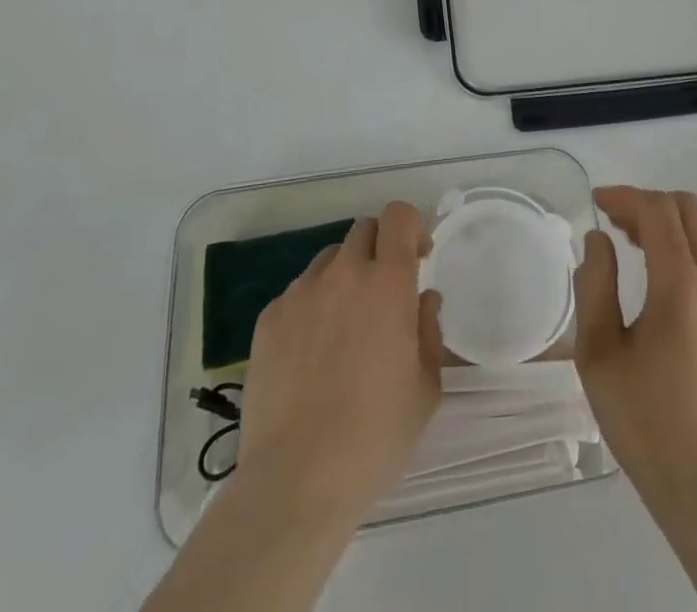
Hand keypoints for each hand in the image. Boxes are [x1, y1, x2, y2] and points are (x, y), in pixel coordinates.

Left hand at [235, 202, 442, 528]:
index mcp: (387, 284)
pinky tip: (311, 354)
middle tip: (384, 293)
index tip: (418, 258)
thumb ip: (428, 332)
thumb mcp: (425, 389)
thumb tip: (422, 302)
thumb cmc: (375, 436)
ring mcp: (300, 294)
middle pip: (363, 230)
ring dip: (345, 277)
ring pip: (329, 260)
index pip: (398, 216)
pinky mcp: (268, 319)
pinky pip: (298, 294)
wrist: (296, 480)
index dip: (411, 227)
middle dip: (380, 250)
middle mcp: (343, 274)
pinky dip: (312, 307)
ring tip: (345, 325)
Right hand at [574, 186, 696, 503]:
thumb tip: (600, 241)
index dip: (624, 197)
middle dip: (649, 204)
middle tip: (616, 224)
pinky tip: (665, 279)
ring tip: (635, 244)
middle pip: (689, 209)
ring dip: (671, 224)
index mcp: (683, 287)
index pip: (658, 211)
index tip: (596, 204)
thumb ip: (595, 284)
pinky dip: (691, 248)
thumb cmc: (645, 422)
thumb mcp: (598, 353)